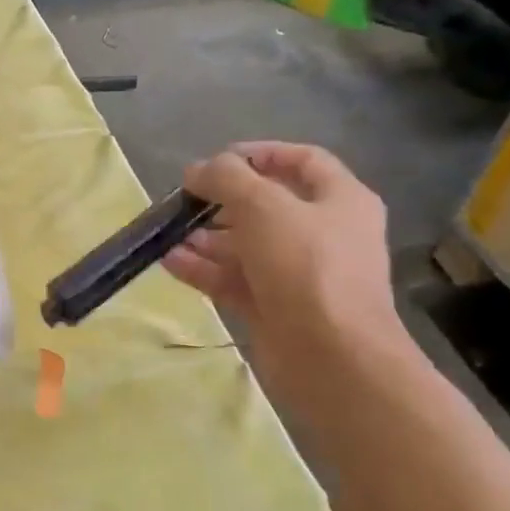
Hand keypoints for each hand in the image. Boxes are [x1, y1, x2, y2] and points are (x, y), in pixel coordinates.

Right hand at [164, 142, 412, 418]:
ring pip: (245, 246)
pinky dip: (203, 269)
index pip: (303, 160)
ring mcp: (297, 274)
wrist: (331, 357)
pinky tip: (170, 262)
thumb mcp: (263, 205)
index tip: (217, 159)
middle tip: (185, 200)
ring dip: (206, 237)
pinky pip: (233, 280)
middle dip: (223, 200)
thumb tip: (198, 170)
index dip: (260, 153)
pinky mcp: (274, 308)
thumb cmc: (306, 265)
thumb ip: (226, 178)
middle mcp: (322, 234)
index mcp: (340, 200)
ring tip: (169, 233)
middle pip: (267, 206)